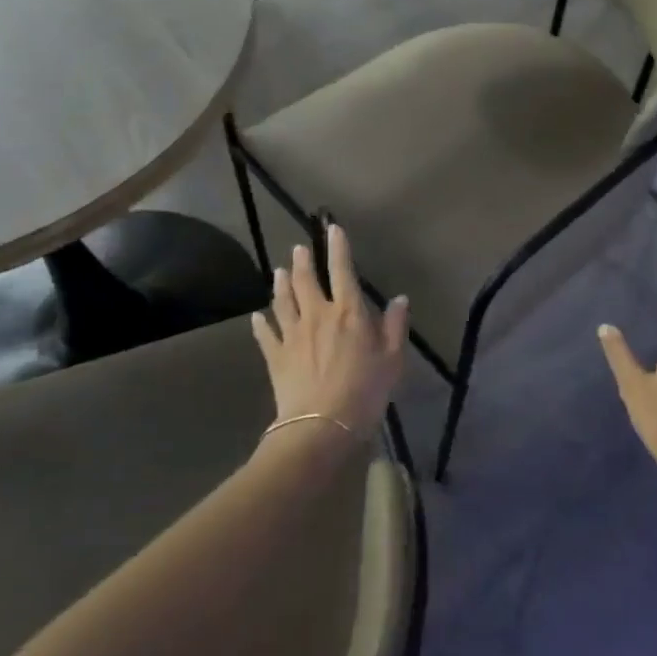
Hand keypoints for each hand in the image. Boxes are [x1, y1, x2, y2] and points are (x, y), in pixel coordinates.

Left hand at [250, 225, 408, 443]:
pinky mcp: (276, 356)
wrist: (321, 425)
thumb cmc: (365, 390)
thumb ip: (395, 325)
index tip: (332, 229)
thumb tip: (399, 299)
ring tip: (280, 271)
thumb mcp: (393, 359)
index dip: (338, 248)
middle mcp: (317, 315)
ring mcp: (293, 335)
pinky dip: (261, 323)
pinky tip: (257, 317)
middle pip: (306, 281)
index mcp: (348, 311)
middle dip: (303, 261)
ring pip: (283, 301)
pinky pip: (266, 334)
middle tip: (299, 248)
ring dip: (281, 284)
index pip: (342, 270)